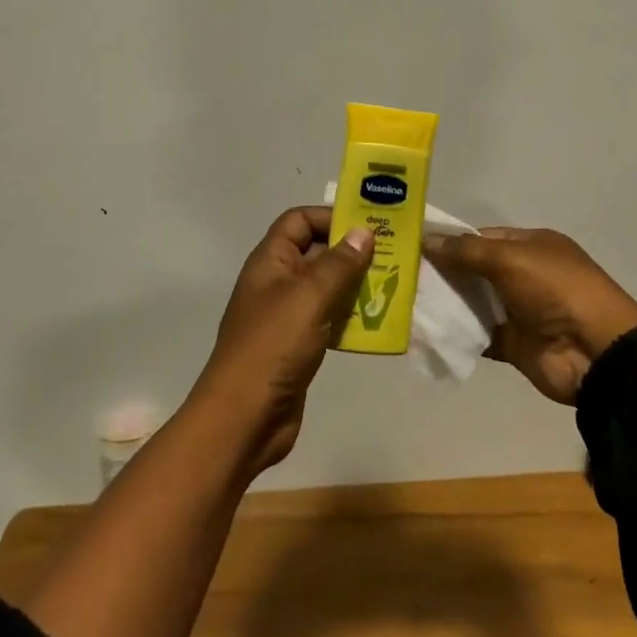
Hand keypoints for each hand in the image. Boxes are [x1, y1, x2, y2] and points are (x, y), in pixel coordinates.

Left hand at [191, 207, 375, 476]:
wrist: (244, 419)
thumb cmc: (273, 346)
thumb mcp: (309, 297)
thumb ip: (339, 263)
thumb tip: (363, 231)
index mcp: (270, 261)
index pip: (299, 221)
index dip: (330, 217)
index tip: (368, 224)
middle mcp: (277, 282)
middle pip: (315, 252)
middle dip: (351, 252)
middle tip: (393, 254)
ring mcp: (286, 316)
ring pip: (325, 288)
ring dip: (355, 285)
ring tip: (393, 285)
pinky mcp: (297, 346)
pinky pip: (328, 319)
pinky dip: (350, 317)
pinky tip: (377, 322)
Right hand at [423, 228, 636, 404]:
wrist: (596, 353)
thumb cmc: (556, 290)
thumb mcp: (511, 258)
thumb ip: (467, 251)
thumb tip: (427, 240)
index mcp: (531, 246)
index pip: (482, 238)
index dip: (451, 241)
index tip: (413, 246)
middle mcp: (524, 275)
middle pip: (475, 270)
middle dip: (443, 272)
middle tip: (401, 274)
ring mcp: (519, 311)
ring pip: (474, 302)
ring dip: (446, 303)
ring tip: (404, 301)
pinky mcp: (513, 344)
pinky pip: (478, 335)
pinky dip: (456, 334)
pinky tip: (425, 331)